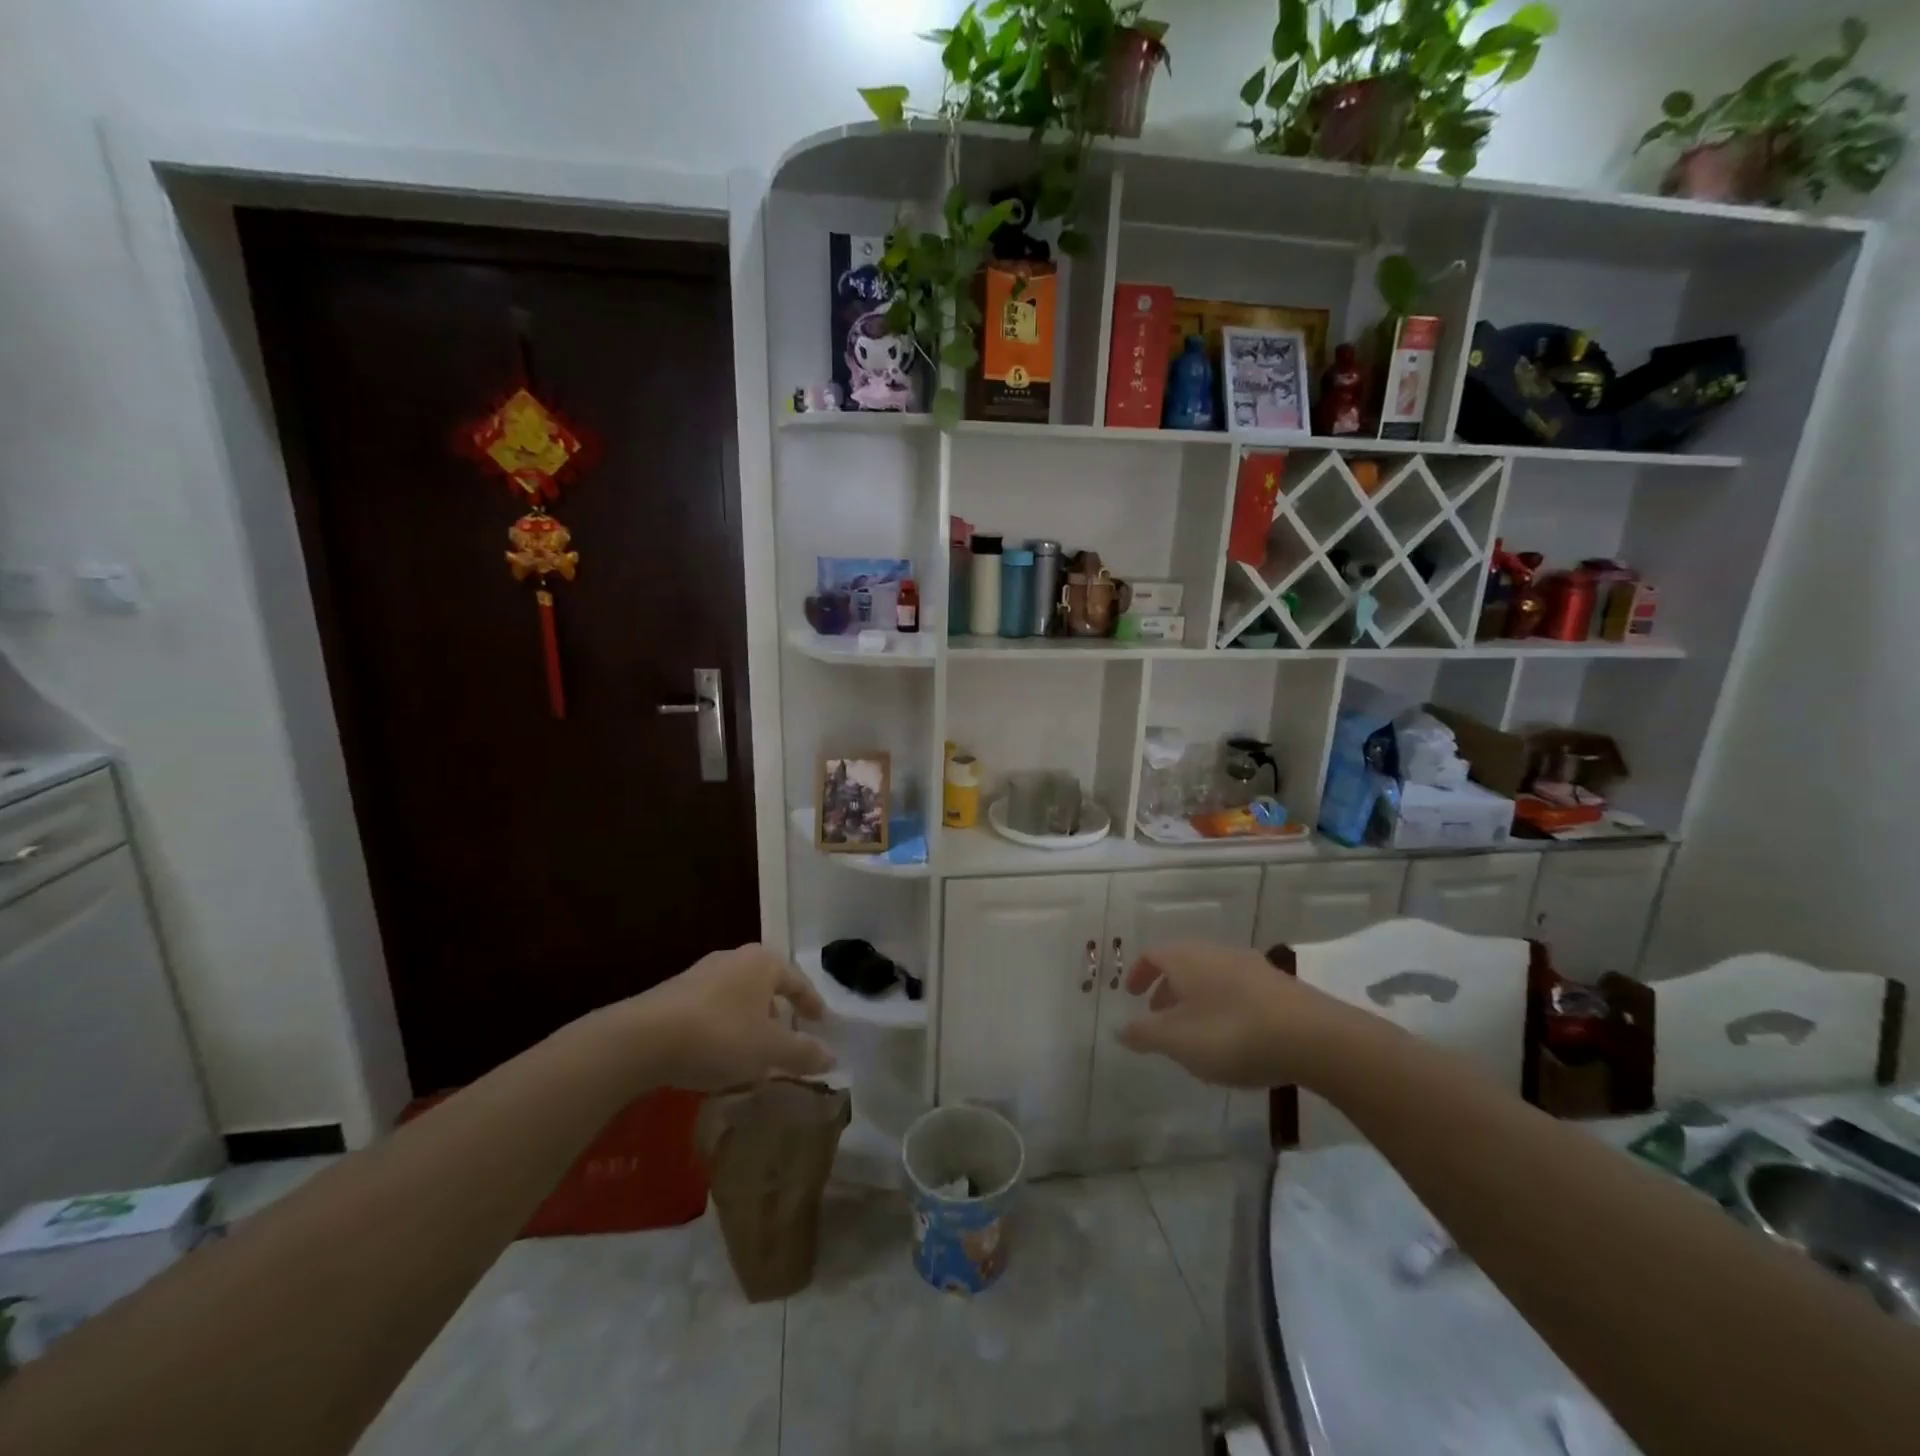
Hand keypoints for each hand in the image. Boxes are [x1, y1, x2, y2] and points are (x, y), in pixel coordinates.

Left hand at [619, 944, 833, 1090]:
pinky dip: (723, 1028)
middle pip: (766, 985)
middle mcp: (734, 959)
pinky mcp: (674, 993)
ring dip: (748, 1021)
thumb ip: (802, 1053)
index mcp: (763, 963)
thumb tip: (831, 1057)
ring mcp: (701, 973)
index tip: (820, 1021)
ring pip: (737, 997)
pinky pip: (712, 1009)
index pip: (797, 980)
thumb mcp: (768, 1050)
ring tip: (751, 1051)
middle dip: (777, 1011)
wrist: (642, 1038)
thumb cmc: (719, 1035)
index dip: (811, 1002)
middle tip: (786, 1036)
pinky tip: (717, 1054)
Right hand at [1116, 942, 1372, 1088]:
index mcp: (1186, 958)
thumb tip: (1120, 1029)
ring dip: (1196, 999)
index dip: (1139, 973)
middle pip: (1183, 963)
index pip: (1153, 954)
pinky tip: (1233, 1037)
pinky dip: (1223, 1005)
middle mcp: (1216, 952)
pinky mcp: (1278, 986)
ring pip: (1211, 976)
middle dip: (1167, 988)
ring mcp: (1251, 966)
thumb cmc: (1232, 1034)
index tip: (1132, 994)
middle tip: (1159, 1017)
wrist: (1315, 1038)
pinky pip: (1237, 989)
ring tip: (1195, 1033)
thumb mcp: (1178, 1041)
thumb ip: (1145, 1034)